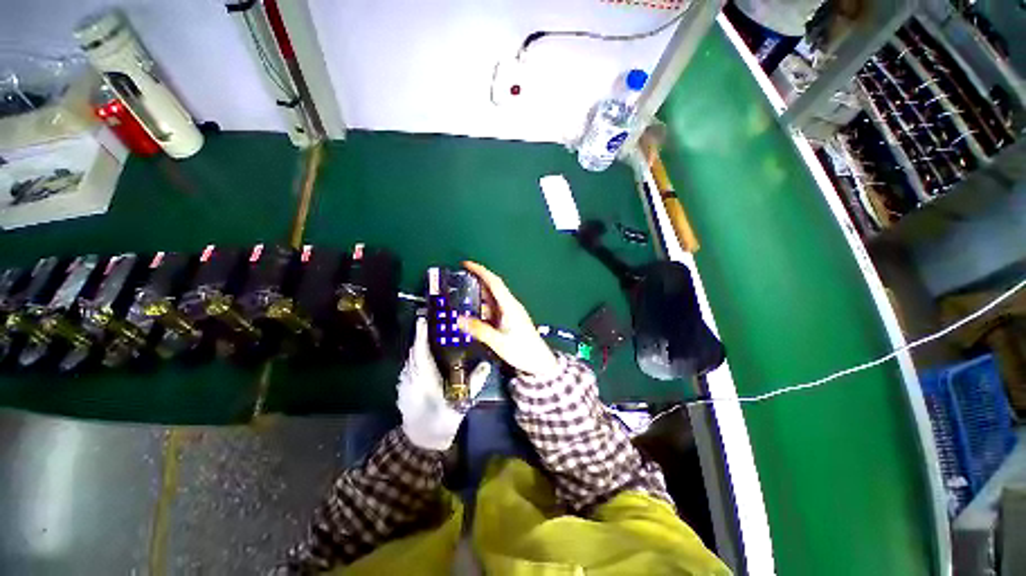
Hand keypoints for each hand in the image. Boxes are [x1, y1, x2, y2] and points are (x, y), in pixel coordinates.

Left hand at [397, 317, 490, 450]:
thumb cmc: (442, 420)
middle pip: (414, 351)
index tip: (424, 318)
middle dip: (421, 335)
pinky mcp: (403, 386)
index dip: (421, 334)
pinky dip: (416, 355)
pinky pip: (409, 365)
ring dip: (418, 345)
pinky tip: (425, 354)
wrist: (421, 440)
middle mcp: (411, 377)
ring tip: (430, 334)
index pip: (421, 351)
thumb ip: (474, 383)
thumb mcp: (461, 403)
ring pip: (410, 358)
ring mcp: (404, 382)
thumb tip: (486, 364)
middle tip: (433, 322)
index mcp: (424, 379)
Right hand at [458, 261, 559, 378]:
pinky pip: (493, 309)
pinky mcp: (509, 320)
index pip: (494, 283)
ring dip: (479, 295)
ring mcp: (510, 313)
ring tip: (462, 294)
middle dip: (477, 280)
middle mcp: (510, 306)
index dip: (481, 271)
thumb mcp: (498, 341)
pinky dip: (482, 307)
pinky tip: (474, 312)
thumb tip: (460, 320)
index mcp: (510, 306)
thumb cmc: (523, 350)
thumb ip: (479, 330)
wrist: (538, 362)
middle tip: (461, 277)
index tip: (467, 264)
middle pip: (493, 288)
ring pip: (492, 299)